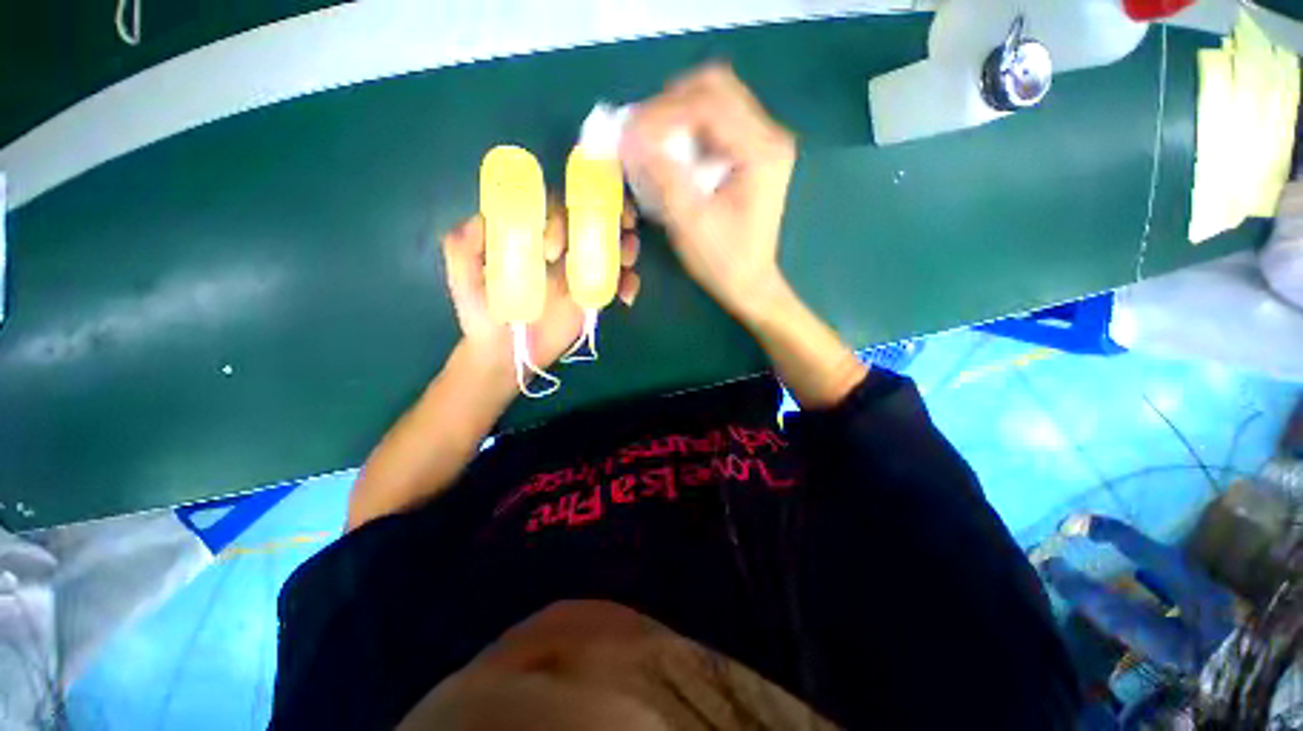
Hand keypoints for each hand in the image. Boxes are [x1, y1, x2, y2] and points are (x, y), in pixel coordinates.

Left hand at [441, 203, 641, 380]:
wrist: (506, 353)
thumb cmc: (482, 313)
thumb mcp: (463, 278)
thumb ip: (463, 248)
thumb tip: (483, 220)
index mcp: (532, 234)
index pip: (554, 207)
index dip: (561, 215)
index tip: (554, 248)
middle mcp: (561, 246)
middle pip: (592, 219)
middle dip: (612, 216)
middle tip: (621, 229)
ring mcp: (581, 270)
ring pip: (611, 246)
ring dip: (627, 245)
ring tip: (627, 261)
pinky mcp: (595, 294)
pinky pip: (620, 281)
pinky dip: (630, 283)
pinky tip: (626, 297)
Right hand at [623, 64, 795, 325]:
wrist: (750, 284)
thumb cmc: (723, 261)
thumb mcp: (689, 221)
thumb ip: (661, 174)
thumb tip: (628, 137)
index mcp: (761, 151)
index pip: (708, 104)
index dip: (662, 112)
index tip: (628, 132)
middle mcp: (769, 136)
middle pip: (716, 86)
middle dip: (670, 103)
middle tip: (640, 130)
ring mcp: (764, 142)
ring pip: (716, 98)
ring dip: (678, 111)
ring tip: (651, 138)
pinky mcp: (754, 153)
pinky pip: (718, 120)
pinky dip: (689, 126)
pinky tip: (672, 148)